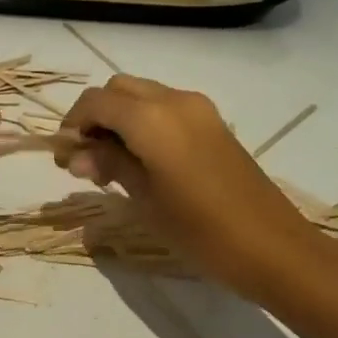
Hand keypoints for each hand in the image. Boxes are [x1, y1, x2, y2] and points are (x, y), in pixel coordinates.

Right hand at [54, 75, 337, 305]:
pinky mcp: (213, 123)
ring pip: (142, 96)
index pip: (95, 102)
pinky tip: (142, 161)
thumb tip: (76, 154)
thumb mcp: (144, 198)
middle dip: (95, 117)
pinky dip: (143, 123)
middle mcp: (174, 100)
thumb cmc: (200, 230)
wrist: (273, 248)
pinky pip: (166, 108)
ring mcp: (198, 109)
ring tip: (112, 165)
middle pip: (118, 90)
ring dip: (119, 119)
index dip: (72, 125)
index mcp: (151, 117)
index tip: (64, 159)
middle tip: (86, 160)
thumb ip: (108, 164)